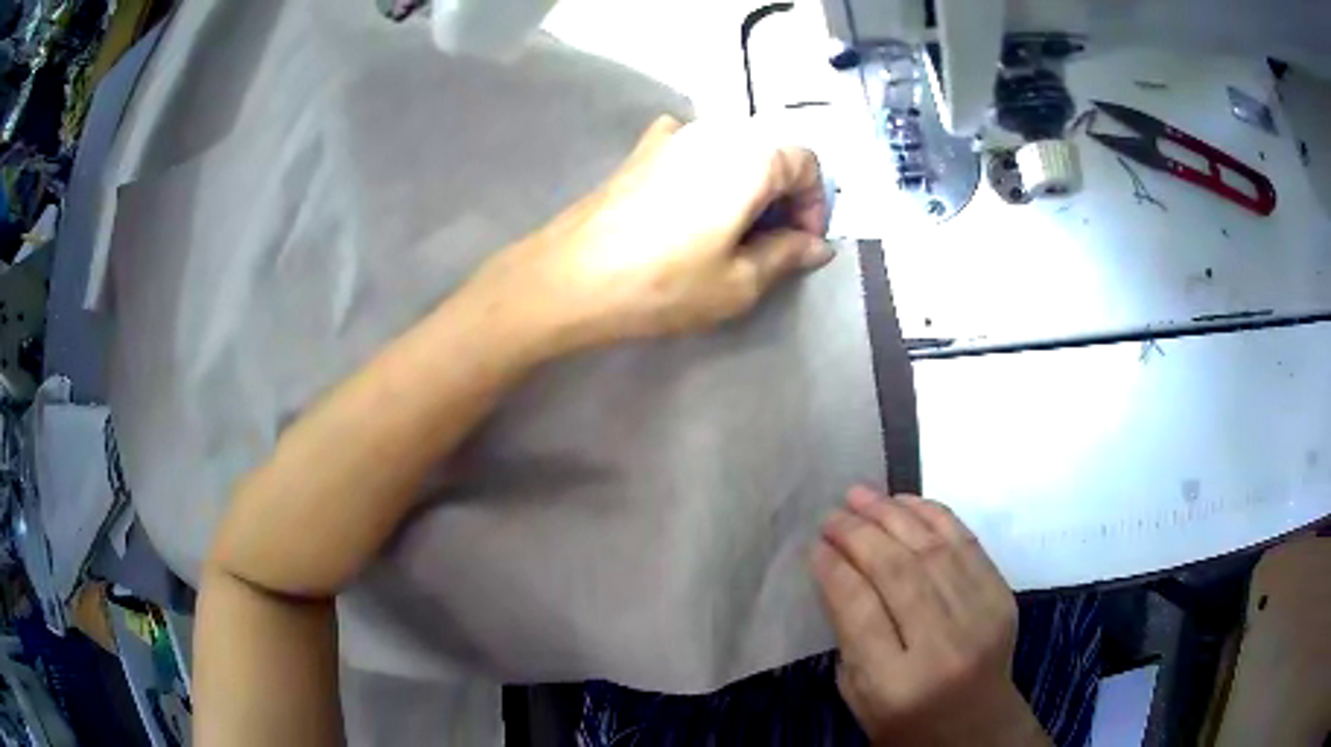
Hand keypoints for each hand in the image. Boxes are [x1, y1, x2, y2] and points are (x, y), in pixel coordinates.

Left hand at [470, 115, 832, 355]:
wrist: (570, 278)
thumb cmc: (663, 283)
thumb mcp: (739, 283)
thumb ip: (786, 256)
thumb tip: (817, 246)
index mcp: (751, 156)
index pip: (807, 163)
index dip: (815, 205)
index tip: (802, 245)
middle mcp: (716, 130)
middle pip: (771, 151)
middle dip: (784, 195)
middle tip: (773, 244)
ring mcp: (673, 135)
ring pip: (733, 148)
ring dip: (747, 183)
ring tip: (733, 231)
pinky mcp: (641, 150)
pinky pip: (691, 147)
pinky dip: (707, 168)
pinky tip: (692, 201)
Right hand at [812, 487, 1049, 746]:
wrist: (978, 727)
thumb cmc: (906, 721)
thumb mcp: (859, 695)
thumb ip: (850, 637)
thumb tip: (839, 570)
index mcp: (898, 683)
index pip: (861, 610)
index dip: (835, 570)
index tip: (815, 545)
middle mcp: (945, 645)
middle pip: (898, 573)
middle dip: (859, 534)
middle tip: (832, 514)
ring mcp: (981, 616)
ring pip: (932, 550)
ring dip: (893, 514)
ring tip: (860, 494)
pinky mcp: (1003, 596)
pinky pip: (967, 542)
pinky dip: (933, 516)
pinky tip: (905, 501)